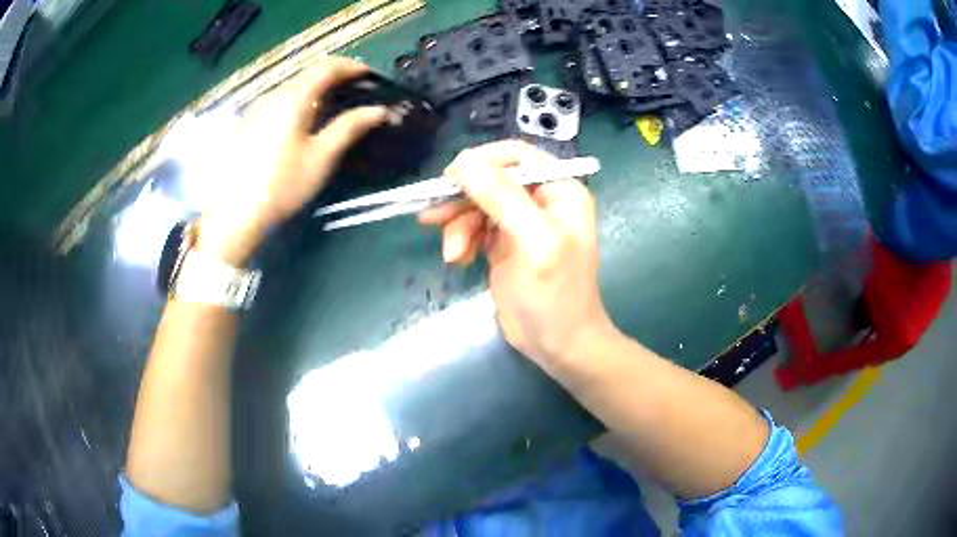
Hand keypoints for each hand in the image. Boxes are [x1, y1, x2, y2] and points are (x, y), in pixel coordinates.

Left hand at [199, 57, 388, 264]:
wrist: (235, 215)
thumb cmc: (283, 185)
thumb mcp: (321, 157)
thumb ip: (350, 127)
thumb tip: (380, 110)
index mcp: (293, 99)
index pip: (326, 67)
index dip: (350, 66)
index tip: (369, 75)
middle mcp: (273, 96)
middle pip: (307, 75)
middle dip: (333, 77)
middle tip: (353, 90)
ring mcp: (256, 110)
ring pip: (291, 88)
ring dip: (314, 90)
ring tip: (330, 106)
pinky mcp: (247, 125)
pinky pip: (278, 102)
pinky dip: (297, 103)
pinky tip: (300, 123)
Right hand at [419, 141, 614, 365]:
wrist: (558, 345)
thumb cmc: (556, 295)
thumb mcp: (533, 242)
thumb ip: (502, 198)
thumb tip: (463, 160)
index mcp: (560, 190)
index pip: (517, 156)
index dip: (482, 162)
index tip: (450, 179)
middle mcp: (541, 200)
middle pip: (491, 180)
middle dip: (463, 200)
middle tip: (434, 218)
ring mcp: (520, 222)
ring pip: (477, 204)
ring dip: (458, 225)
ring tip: (453, 254)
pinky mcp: (503, 244)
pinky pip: (474, 228)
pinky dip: (461, 240)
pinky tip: (458, 260)